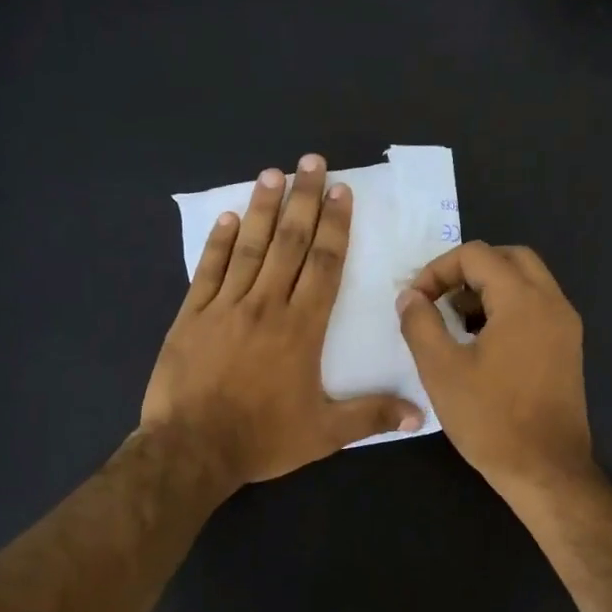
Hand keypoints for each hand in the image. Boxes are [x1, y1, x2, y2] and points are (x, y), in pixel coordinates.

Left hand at [142, 154, 423, 488]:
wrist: (191, 449)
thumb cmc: (261, 439)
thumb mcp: (323, 434)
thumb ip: (371, 417)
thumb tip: (420, 415)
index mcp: (301, 328)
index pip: (324, 265)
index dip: (335, 226)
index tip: (341, 192)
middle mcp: (266, 305)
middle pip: (288, 243)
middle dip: (303, 200)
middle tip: (311, 162)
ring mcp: (224, 307)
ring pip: (249, 247)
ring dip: (263, 208)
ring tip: (273, 174)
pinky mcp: (191, 316)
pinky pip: (208, 270)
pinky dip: (219, 242)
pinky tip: (229, 219)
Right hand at [396, 241, 595, 500]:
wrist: (546, 470)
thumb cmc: (490, 420)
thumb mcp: (441, 369)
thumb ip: (420, 323)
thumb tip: (410, 296)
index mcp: (523, 301)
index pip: (477, 254)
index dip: (438, 270)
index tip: (416, 302)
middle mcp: (552, 303)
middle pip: (509, 258)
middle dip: (467, 271)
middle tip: (438, 299)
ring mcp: (565, 327)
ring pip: (526, 282)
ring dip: (488, 289)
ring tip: (454, 322)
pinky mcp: (567, 349)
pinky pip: (535, 308)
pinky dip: (506, 309)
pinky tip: (480, 344)